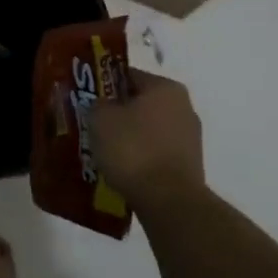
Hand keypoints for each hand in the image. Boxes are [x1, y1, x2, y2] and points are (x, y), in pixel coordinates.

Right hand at [93, 68, 205, 209]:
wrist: (168, 201)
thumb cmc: (133, 149)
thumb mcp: (100, 119)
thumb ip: (97, 104)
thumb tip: (102, 106)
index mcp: (166, 87)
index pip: (128, 76)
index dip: (104, 86)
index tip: (88, 101)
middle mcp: (184, 107)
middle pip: (141, 103)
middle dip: (118, 114)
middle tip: (93, 127)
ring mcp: (190, 138)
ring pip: (149, 130)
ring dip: (129, 138)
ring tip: (105, 153)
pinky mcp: (190, 166)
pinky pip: (157, 153)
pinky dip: (141, 158)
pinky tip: (123, 171)